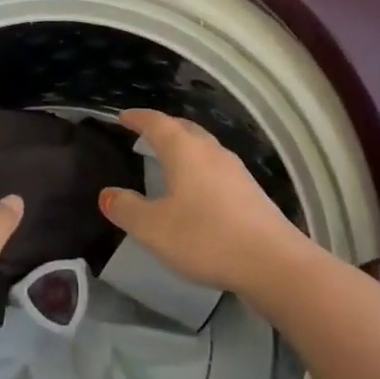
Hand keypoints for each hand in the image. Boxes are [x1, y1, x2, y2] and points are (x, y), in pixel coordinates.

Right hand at [98, 110, 308, 295]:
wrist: (272, 262)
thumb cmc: (206, 237)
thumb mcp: (154, 228)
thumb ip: (127, 209)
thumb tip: (106, 194)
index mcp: (185, 150)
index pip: (156, 122)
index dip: (138, 118)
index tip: (123, 117)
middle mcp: (211, 150)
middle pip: (183, 129)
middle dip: (163, 128)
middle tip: (145, 134)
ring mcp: (235, 169)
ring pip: (203, 147)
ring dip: (183, 147)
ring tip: (168, 159)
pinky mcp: (250, 190)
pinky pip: (216, 167)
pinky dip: (199, 167)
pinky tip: (196, 189)